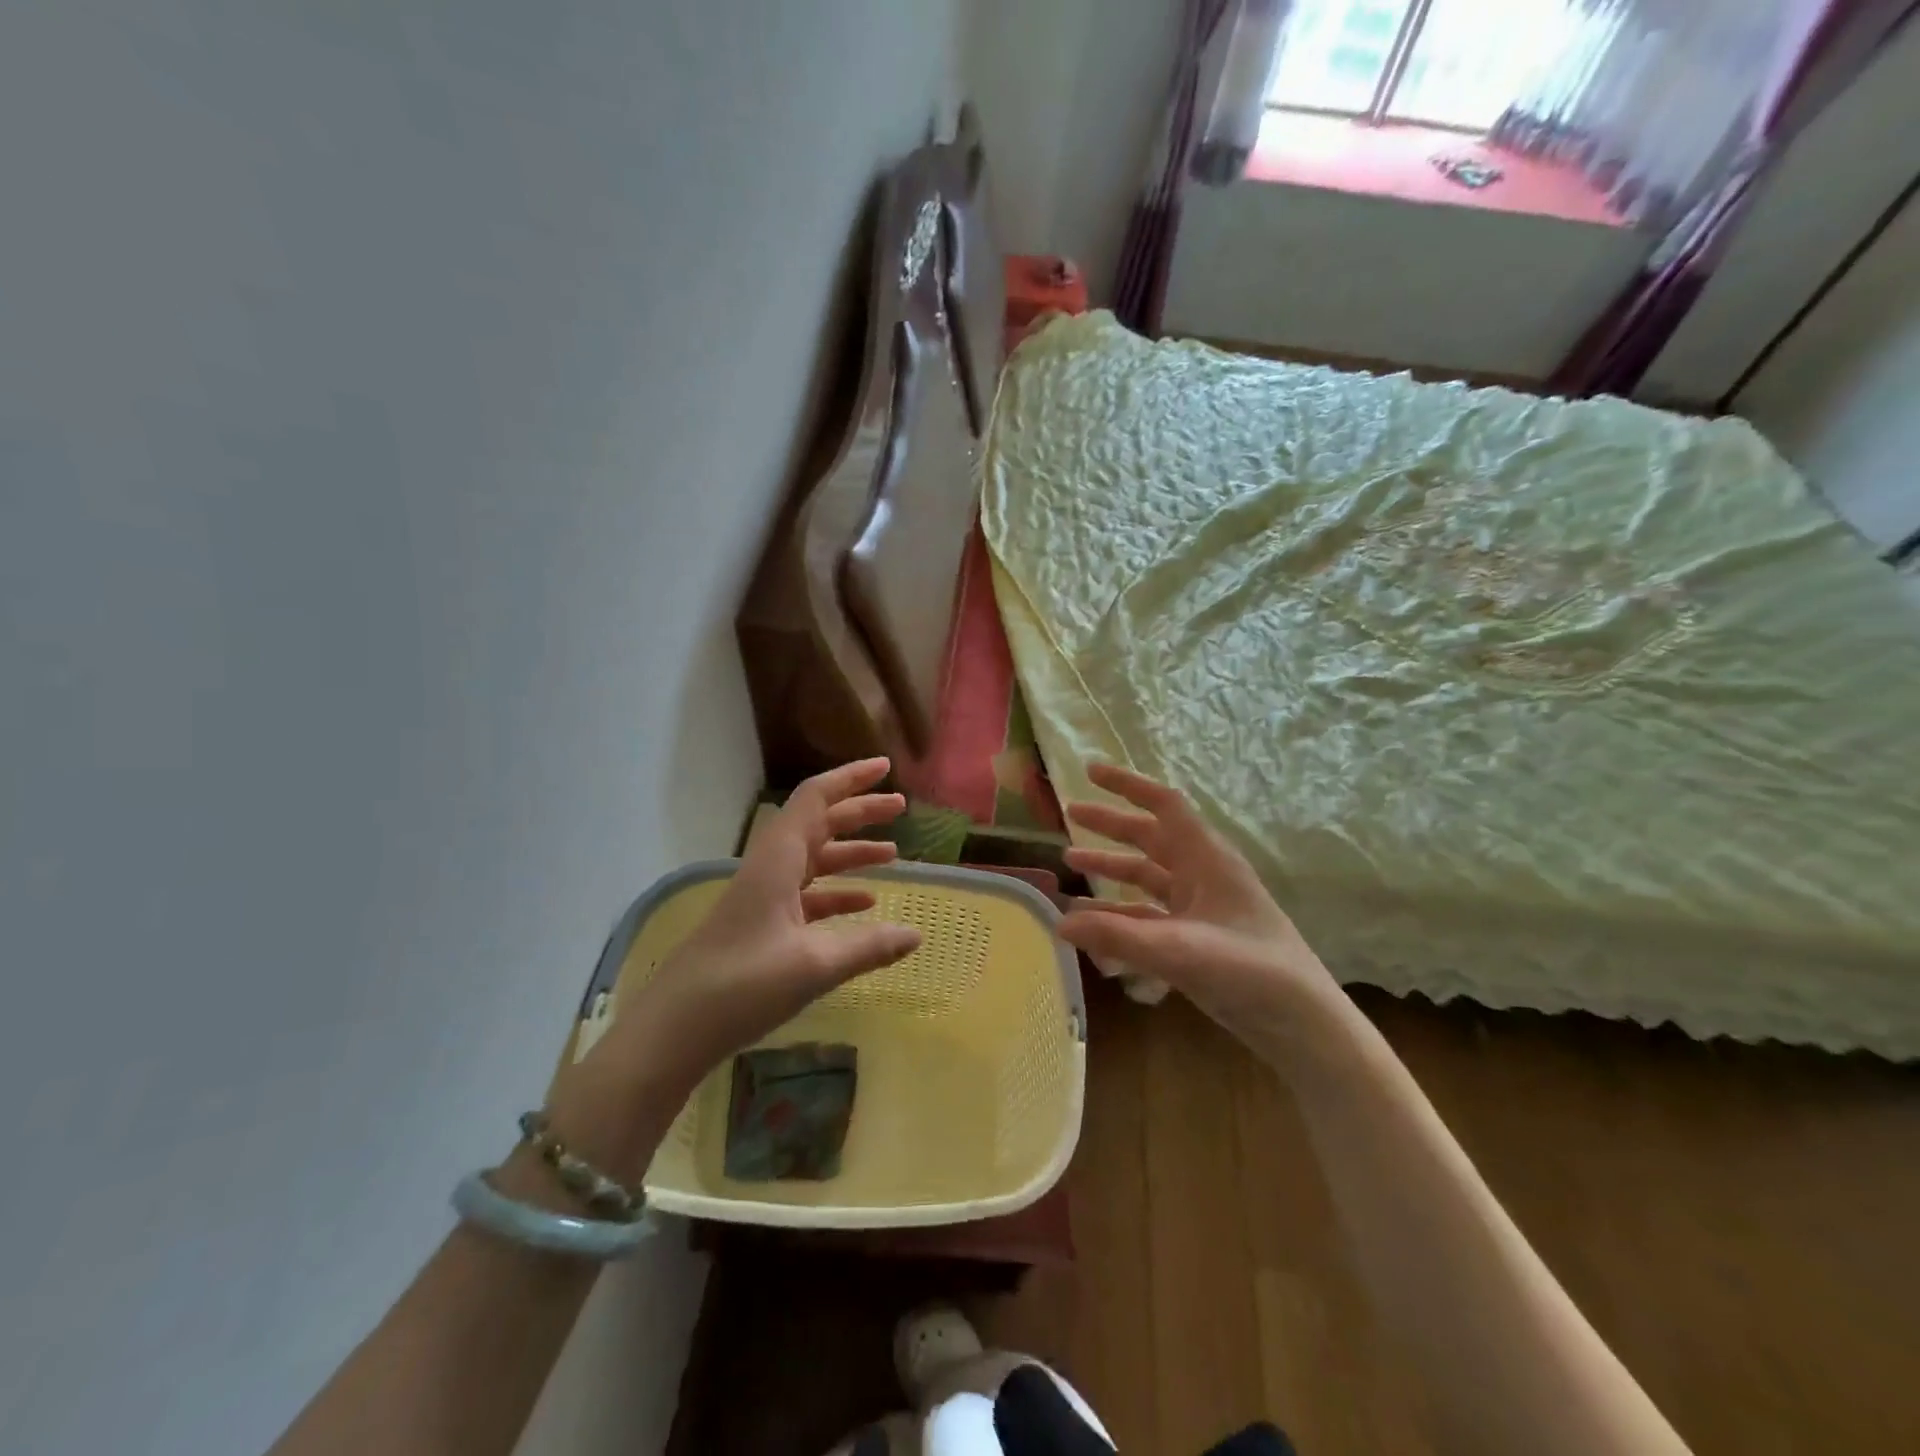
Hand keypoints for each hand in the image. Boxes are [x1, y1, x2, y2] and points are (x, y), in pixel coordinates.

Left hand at [615, 758, 922, 1089]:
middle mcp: (770, 868)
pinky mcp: (760, 924)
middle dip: (859, 812)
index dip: (851, 778)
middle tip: (900, 808)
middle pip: (818, 824)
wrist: (673, 1030)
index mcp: (777, 860)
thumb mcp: (814, 966)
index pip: (816, 799)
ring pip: (813, 859)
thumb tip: (916, 936)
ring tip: (893, 855)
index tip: (885, 767)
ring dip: (850, 852)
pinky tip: (864, 906)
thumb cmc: (742, 986)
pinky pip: (806, 894)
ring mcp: (763, 897)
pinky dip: (836, 892)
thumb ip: (869, 947)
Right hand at [1059, 763, 1337, 1032]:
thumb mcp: (1180, 950)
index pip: (1164, 805)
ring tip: (1070, 862)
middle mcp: (1203, 876)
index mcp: (1207, 859)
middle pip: (1151, 837)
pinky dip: (1120, 914)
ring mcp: (1201, 909)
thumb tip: (1057, 922)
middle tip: (1069, 815)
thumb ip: (1117, 936)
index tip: (1089, 772)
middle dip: (1110, 825)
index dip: (1127, 785)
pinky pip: (1150, 915)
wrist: (1303, 1026)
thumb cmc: (1250, 972)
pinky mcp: (1198, 940)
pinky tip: (1092, 925)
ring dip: (1111, 868)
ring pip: (1148, 876)